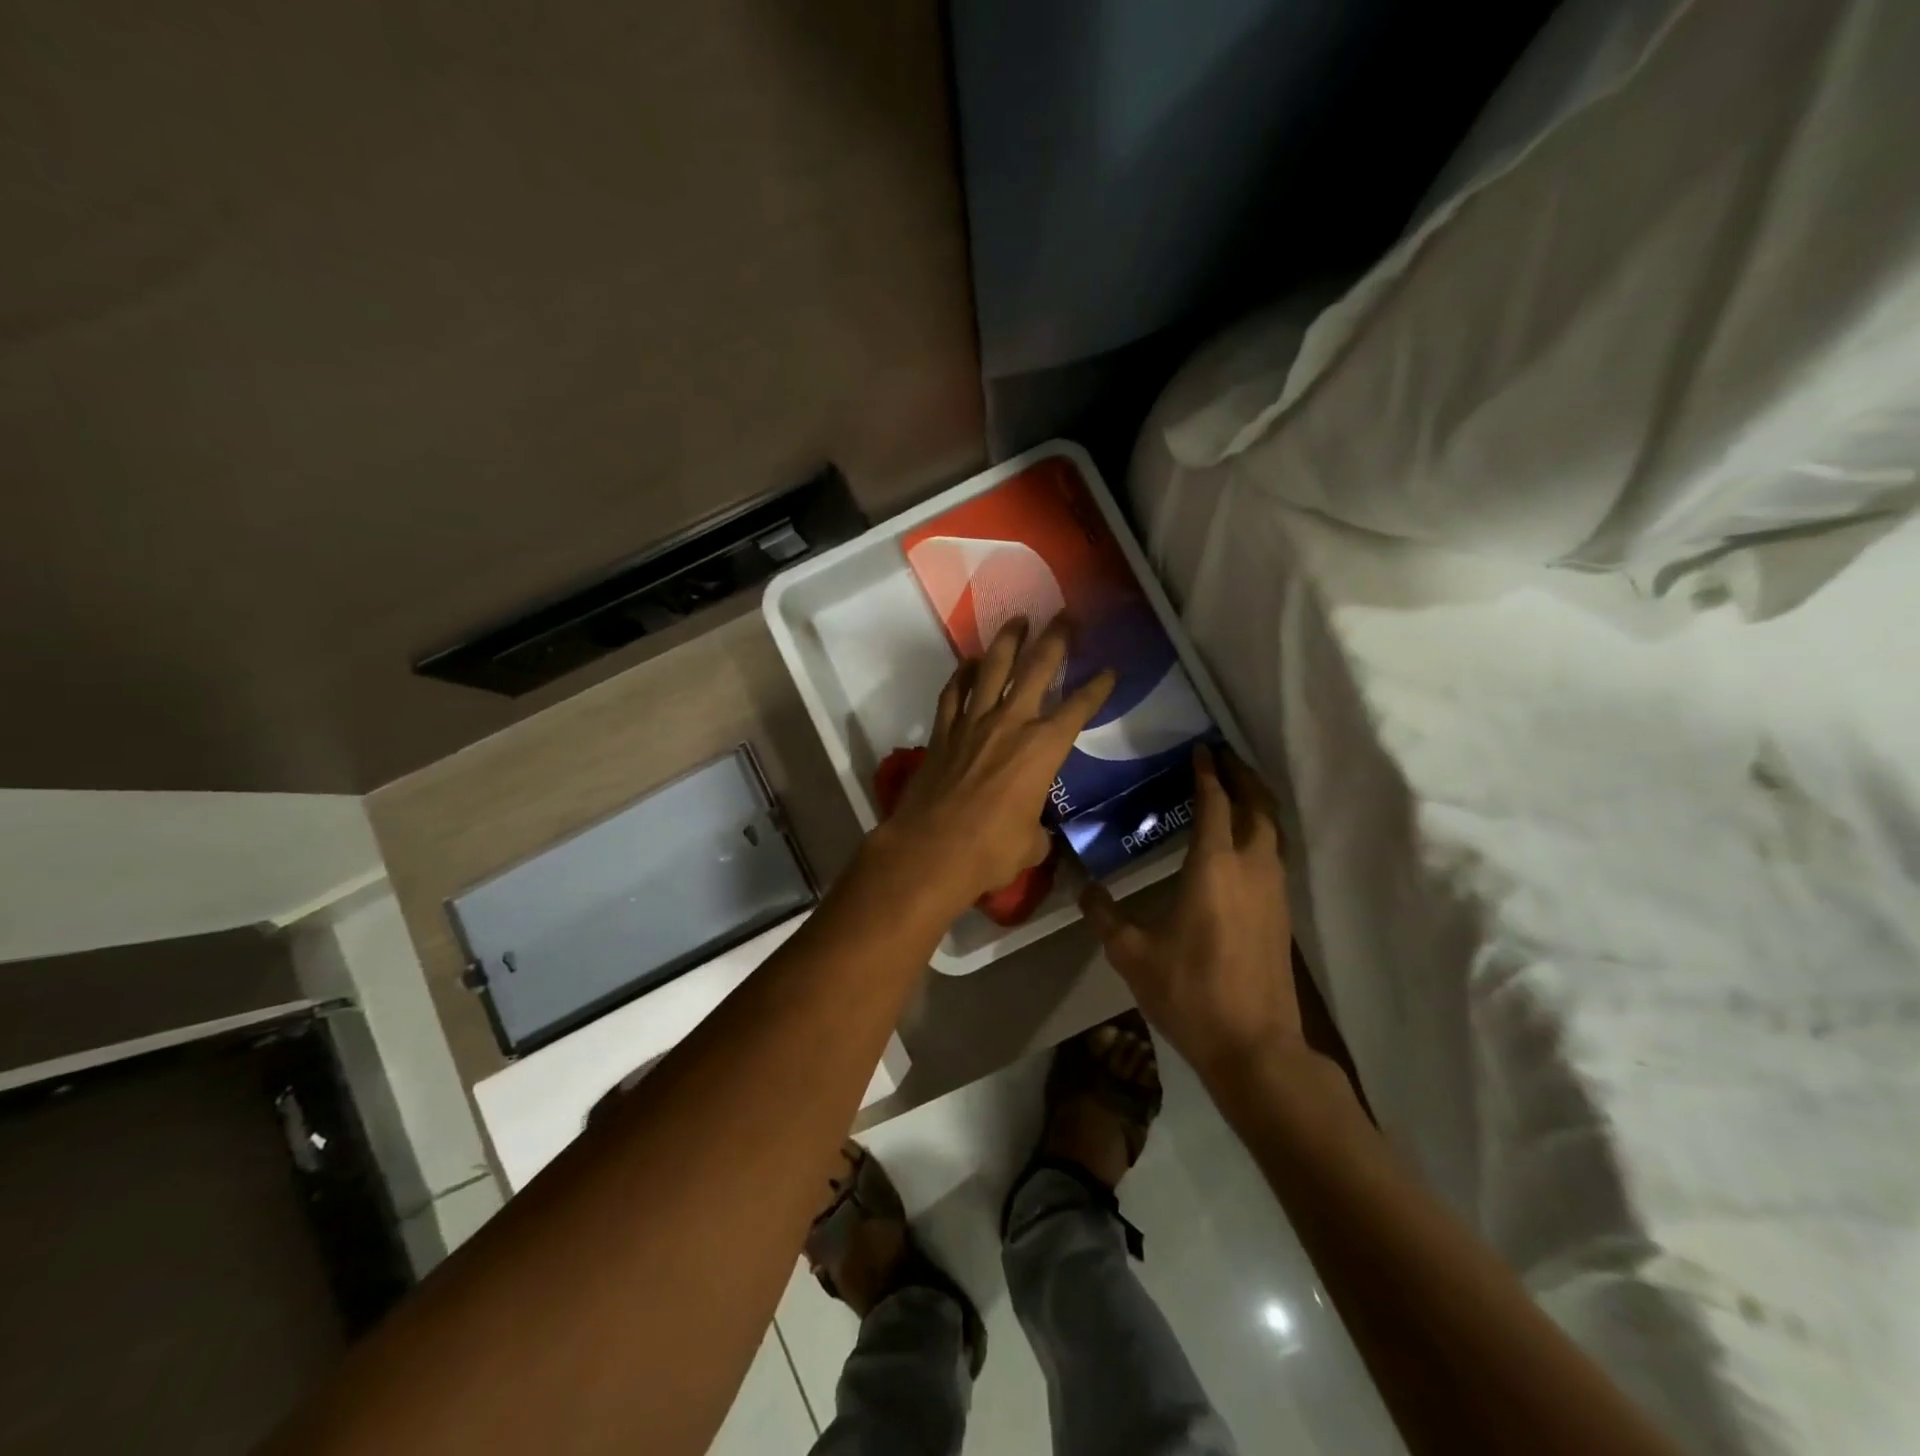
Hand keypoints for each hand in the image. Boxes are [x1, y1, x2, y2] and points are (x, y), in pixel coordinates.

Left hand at [876, 620, 1113, 912]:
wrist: (930, 850)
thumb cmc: (990, 850)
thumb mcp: (1031, 845)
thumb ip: (1038, 830)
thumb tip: (1035, 832)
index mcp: (1043, 748)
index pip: (1078, 708)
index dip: (1097, 688)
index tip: (1109, 670)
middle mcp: (1011, 723)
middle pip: (1037, 668)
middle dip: (1056, 638)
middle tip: (1067, 615)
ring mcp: (972, 722)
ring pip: (992, 668)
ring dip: (1008, 640)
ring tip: (1018, 619)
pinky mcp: (942, 731)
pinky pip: (954, 692)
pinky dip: (962, 674)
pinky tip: (969, 663)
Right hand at [1080, 745, 1300, 1085]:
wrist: (1255, 1046)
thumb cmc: (1190, 992)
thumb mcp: (1133, 955)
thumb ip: (1105, 917)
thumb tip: (1083, 889)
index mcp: (1214, 866)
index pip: (1215, 803)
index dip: (1206, 773)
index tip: (1199, 749)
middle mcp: (1251, 867)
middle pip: (1257, 804)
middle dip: (1241, 775)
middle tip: (1221, 755)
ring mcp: (1274, 889)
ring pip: (1272, 827)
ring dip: (1255, 800)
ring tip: (1234, 787)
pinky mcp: (1283, 911)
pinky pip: (1274, 851)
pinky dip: (1261, 829)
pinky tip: (1242, 840)